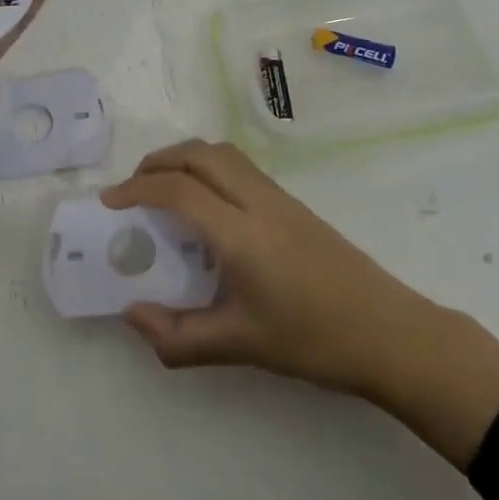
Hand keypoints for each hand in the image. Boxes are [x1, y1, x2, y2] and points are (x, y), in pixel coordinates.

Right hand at [103, 140, 498, 467]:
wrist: (388, 331)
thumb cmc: (313, 339)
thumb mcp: (239, 345)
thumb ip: (178, 336)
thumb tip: (132, 315)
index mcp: (239, 232)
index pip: (177, 190)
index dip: (137, 189)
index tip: (110, 203)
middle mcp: (256, 201)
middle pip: (198, 154)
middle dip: (158, 161)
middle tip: (132, 189)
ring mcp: (279, 197)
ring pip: (222, 154)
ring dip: (185, 159)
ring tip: (164, 190)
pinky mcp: (293, 203)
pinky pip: (240, 167)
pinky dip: (209, 168)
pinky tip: (207, 207)